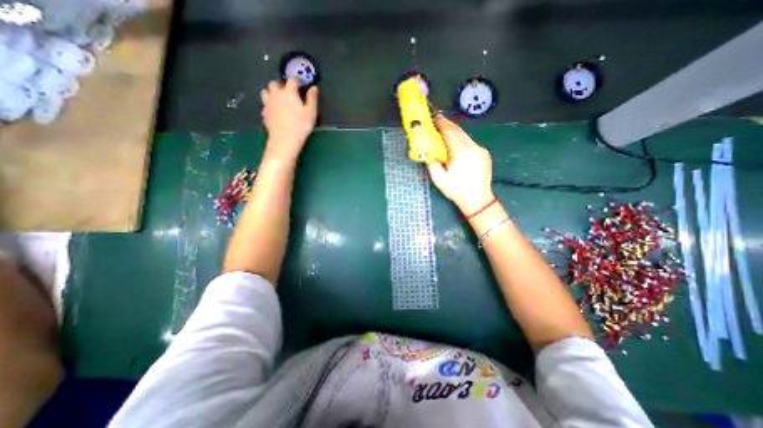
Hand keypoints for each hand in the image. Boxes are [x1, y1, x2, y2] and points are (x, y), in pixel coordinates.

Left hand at [261, 76, 317, 161]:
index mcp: (289, 92)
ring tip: (280, 99)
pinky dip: (270, 104)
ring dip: (273, 92)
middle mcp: (276, 94)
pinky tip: (275, 110)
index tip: (302, 84)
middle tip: (289, 91)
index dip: (297, 80)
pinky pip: (265, 104)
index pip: (292, 80)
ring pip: (267, 91)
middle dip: (282, 85)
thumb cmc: (301, 125)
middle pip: (275, 83)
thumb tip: (313, 88)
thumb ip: (312, 98)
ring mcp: (268, 103)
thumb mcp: (311, 112)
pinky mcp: (264, 113)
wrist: (284, 139)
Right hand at [427, 115, 491, 214]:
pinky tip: (456, 146)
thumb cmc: (457, 191)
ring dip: (455, 132)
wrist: (478, 200)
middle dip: (447, 125)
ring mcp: (481, 150)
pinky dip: (461, 140)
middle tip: (437, 122)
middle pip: (459, 131)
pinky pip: (471, 142)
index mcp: (461, 153)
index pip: (450, 132)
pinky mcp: (484, 153)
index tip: (434, 118)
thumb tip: (428, 151)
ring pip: (465, 136)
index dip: (441, 124)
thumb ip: (432, 163)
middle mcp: (473, 147)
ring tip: (445, 132)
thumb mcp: (439, 179)